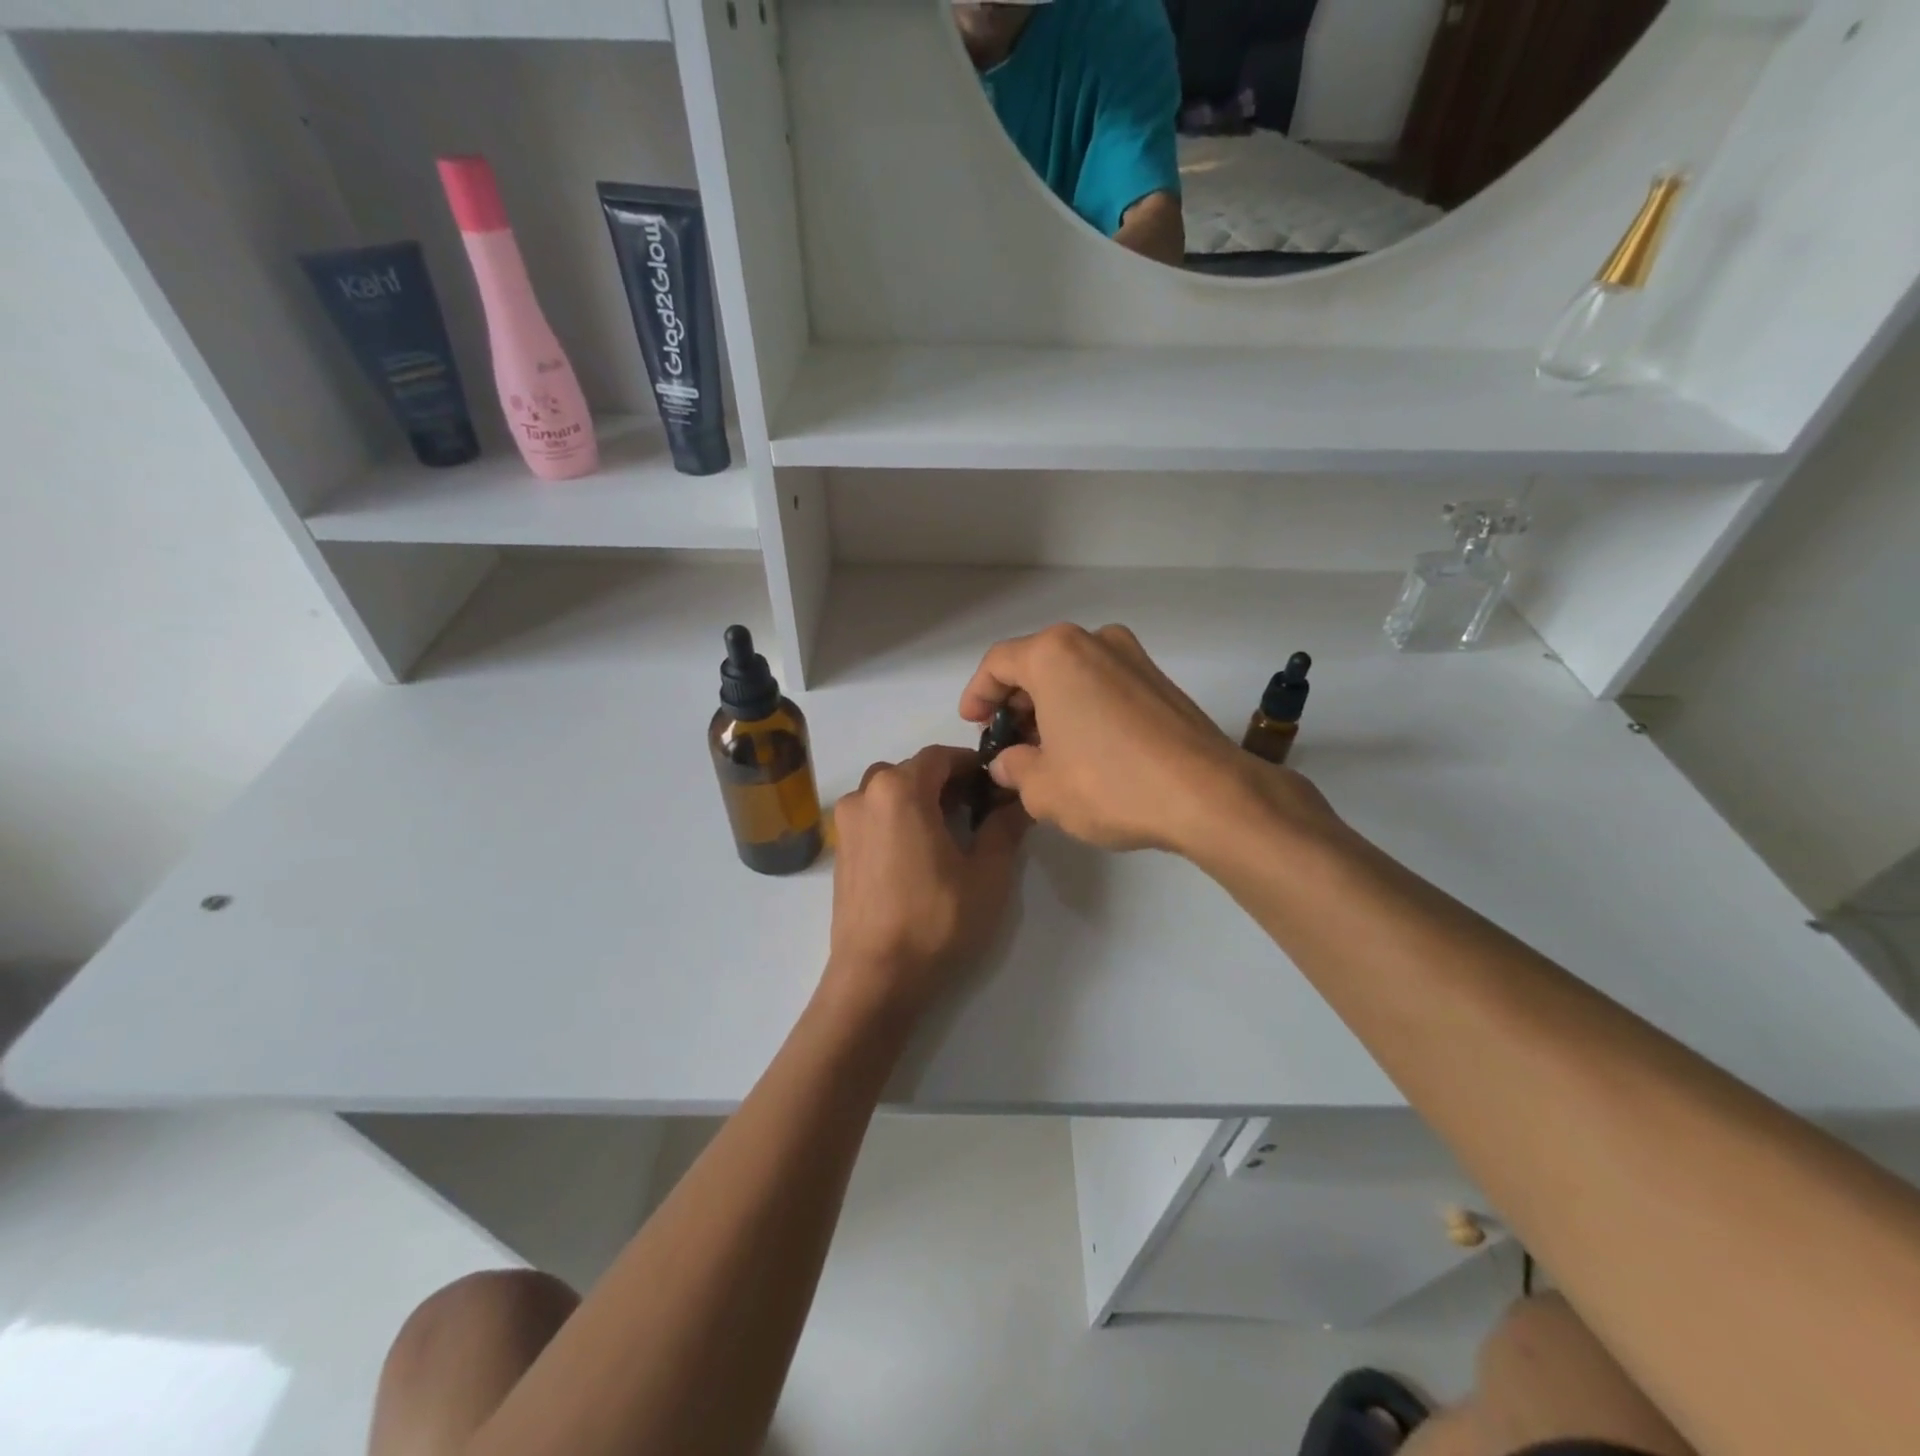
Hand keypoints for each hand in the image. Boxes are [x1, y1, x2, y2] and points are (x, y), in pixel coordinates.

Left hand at [821, 744, 1028, 1024]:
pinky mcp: (840, 850)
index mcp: (899, 789)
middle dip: (947, 782)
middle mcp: (865, 795)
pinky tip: (919, 853)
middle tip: (979, 809)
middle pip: (912, 771)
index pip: (941, 756)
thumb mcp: (987, 874)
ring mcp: (846, 823)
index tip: (996, 785)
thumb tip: (1019, 800)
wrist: (876, 977)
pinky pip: (873, 816)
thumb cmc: (936, 920)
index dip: (972, 765)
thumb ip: (1004, 828)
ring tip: (949, 831)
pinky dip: (898, 819)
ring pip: (889, 792)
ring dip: (920, 799)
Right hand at [959, 623, 1338, 856]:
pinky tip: (1085, 749)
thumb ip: (1014, 768)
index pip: (999, 663)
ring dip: (1051, 707)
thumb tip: (1010, 762)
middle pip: (1037, 664)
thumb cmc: (1109, 784)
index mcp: (1055, 654)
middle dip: (1016, 703)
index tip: (973, 724)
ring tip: (1045, 751)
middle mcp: (1094, 641)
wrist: (1208, 795)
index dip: (977, 694)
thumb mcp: (1042, 788)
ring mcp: (1133, 658)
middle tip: (1008, 743)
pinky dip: (1084, 709)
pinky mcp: (1161, 682)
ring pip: (1073, 675)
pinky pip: (1105, 686)